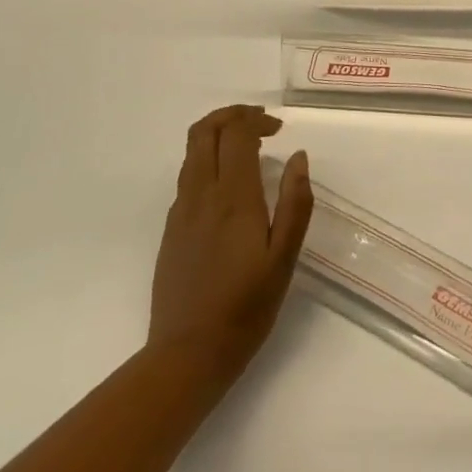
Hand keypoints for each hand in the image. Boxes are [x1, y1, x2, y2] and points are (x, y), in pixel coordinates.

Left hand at [148, 105, 313, 391]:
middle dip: (230, 116)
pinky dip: (207, 162)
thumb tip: (299, 157)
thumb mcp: (284, 257)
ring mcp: (180, 212)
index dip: (255, 120)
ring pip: (191, 153)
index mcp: (232, 198)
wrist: (187, 355)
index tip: (279, 130)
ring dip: (217, 136)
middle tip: (260, 126)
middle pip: (203, 132)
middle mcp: (200, 195)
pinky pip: (187, 178)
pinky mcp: (171, 230)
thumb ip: (295, 203)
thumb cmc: (246, 307)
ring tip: (248, 150)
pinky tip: (229, 188)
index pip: (234, 134)